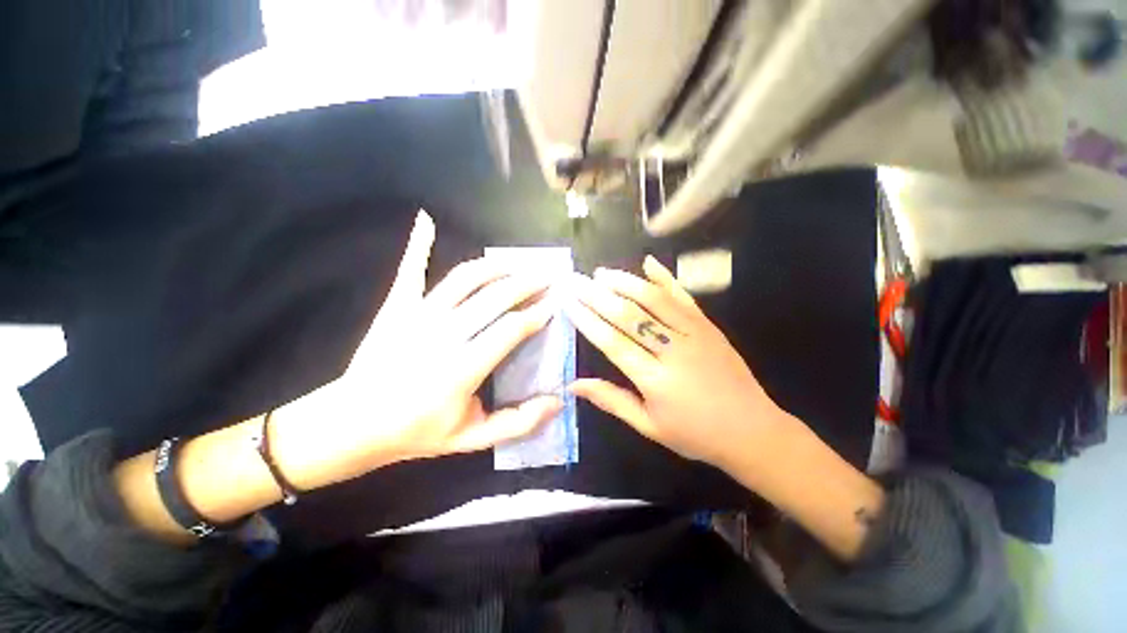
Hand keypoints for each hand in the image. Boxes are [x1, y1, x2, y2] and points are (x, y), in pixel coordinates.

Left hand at [271, 210, 561, 489]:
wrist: (350, 424)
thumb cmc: (416, 433)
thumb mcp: (471, 439)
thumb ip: (517, 422)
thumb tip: (557, 401)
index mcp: (461, 369)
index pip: (511, 329)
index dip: (537, 314)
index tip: (554, 305)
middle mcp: (442, 335)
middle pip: (495, 297)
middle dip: (527, 284)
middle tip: (548, 277)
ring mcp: (417, 315)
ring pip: (465, 278)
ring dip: (496, 266)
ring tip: (517, 263)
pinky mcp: (396, 306)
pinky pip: (411, 269)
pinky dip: (419, 243)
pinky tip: (426, 220)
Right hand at [562, 256, 794, 472]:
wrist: (753, 431)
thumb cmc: (695, 435)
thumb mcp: (648, 426)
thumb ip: (611, 401)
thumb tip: (574, 384)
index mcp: (656, 380)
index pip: (613, 342)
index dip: (588, 320)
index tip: (568, 303)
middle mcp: (674, 351)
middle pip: (630, 315)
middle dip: (598, 296)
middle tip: (576, 281)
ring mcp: (695, 334)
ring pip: (655, 299)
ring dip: (626, 282)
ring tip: (602, 273)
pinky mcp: (709, 326)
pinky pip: (684, 297)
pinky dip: (665, 278)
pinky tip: (649, 263)